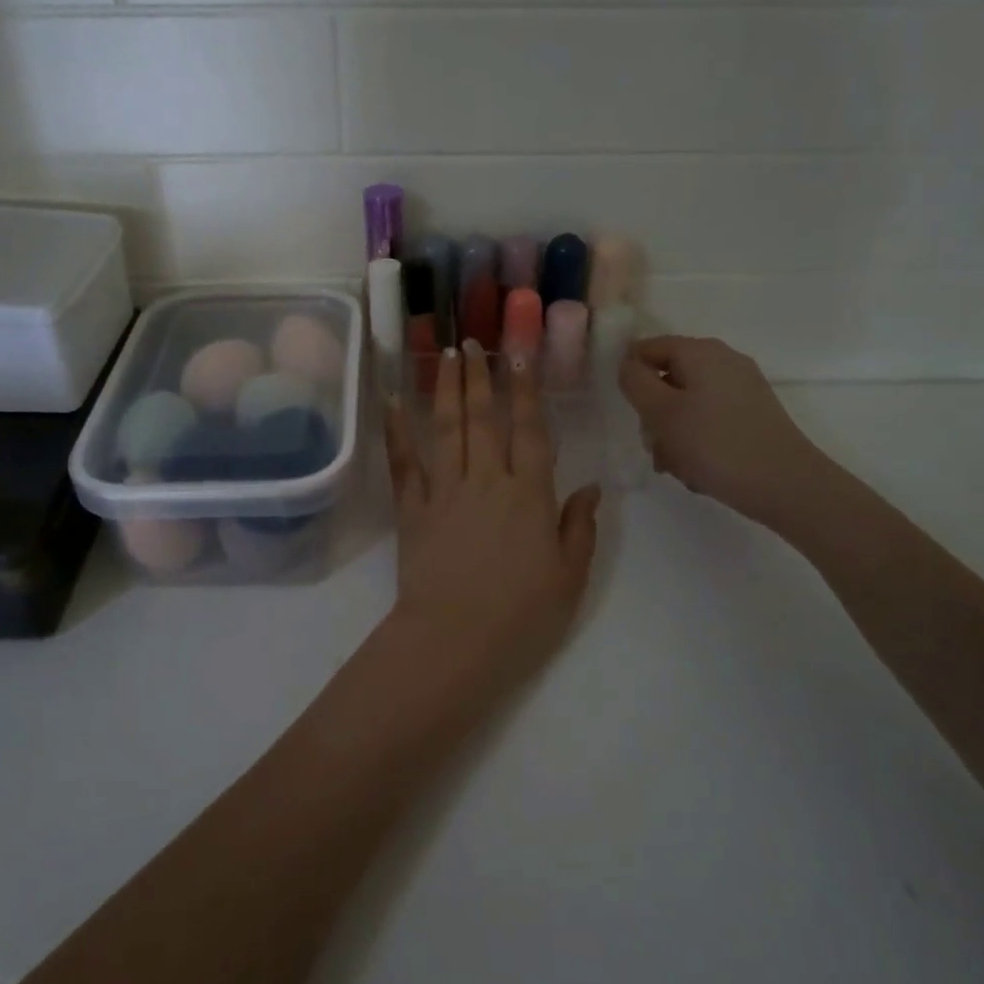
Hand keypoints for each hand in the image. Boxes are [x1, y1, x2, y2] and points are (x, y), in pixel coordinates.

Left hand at [379, 341, 600, 716]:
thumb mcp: (570, 577)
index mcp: (528, 494)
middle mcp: (485, 480)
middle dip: (479, 377)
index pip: (529, 430)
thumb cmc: (522, 616)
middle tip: (473, 342)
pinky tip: (393, 402)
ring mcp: (444, 492)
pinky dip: (397, 432)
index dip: (525, 390)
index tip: (519, 356)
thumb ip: (580, 527)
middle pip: (483, 419)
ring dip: (445, 389)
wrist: (455, 641)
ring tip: (445, 355)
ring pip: (446, 429)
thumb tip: (591, 487)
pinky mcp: (412, 510)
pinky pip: (404, 464)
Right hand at [617, 336, 831, 528]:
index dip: (631, 377)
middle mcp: (723, 361)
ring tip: (678, 465)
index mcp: (700, 351)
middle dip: (653, 413)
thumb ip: (635, 381)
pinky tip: (699, 469)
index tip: (629, 411)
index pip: (646, 348)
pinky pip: (709, 420)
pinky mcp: (752, 415)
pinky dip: (697, 441)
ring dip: (672, 434)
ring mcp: (741, 388)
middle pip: (667, 378)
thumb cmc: (715, 443)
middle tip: (655, 445)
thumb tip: (628, 365)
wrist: (787, 485)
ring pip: (686, 404)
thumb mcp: (661, 411)